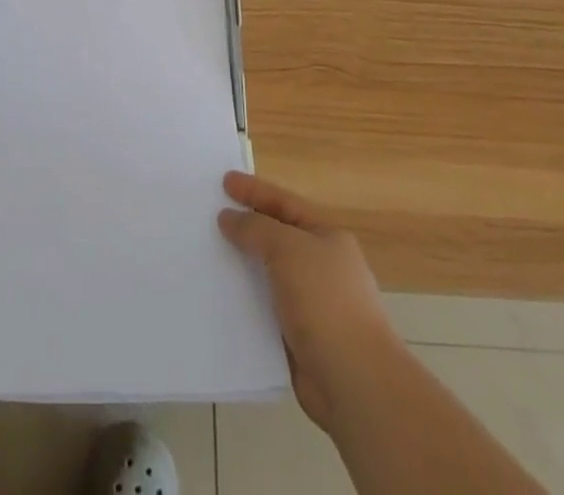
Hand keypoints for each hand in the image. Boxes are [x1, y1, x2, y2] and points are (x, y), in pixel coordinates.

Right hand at [219, 171, 395, 430]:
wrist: (355, 382)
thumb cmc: (326, 302)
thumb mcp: (288, 249)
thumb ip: (256, 228)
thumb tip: (229, 218)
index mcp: (327, 238)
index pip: (285, 203)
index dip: (255, 190)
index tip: (224, 181)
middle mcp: (321, 267)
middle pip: (276, 237)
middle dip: (246, 227)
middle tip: (210, 216)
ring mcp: (311, 304)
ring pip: (268, 275)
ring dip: (241, 266)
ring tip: (207, 255)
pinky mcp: (299, 338)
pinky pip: (264, 309)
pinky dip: (244, 302)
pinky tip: (219, 299)